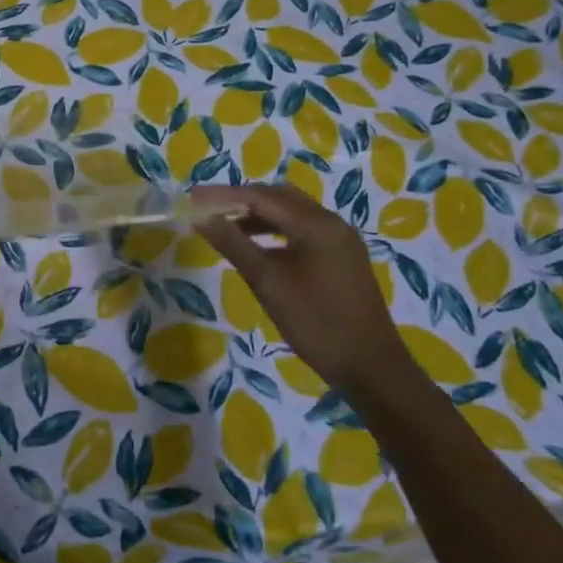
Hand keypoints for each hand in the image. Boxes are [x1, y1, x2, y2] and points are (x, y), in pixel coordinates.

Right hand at [192, 183, 408, 386]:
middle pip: (279, 197)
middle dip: (241, 200)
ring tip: (227, 228)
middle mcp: (331, 222)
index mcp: (316, 224)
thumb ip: (233, 244)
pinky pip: (303, 230)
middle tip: (208, 210)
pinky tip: (258, 249)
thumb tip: (201, 218)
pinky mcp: (342, 257)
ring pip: (292, 213)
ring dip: (258, 215)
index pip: (261, 196)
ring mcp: (340, 240)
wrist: (370, 366)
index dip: (223, 196)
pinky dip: (276, 231)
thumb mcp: (268, 282)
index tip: (192, 199)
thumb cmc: (316, 322)